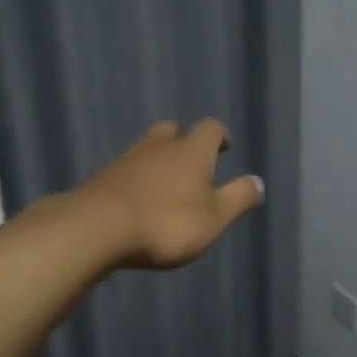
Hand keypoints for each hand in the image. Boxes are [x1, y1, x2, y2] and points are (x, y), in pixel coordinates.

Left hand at [78, 120, 264, 269]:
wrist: (98, 228)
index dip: (219, 135)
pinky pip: (126, 171)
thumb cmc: (167, 223)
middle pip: (173, 130)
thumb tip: (258, 181)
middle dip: (184, 141)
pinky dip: (136, 180)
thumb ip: (238, 198)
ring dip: (158, 161)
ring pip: (147, 149)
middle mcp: (159, 147)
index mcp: (192, 151)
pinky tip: (137, 200)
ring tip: (165, 185)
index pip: (210, 128)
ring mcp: (127, 160)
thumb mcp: (215, 218)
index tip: (224, 147)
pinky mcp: (102, 178)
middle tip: (192, 160)